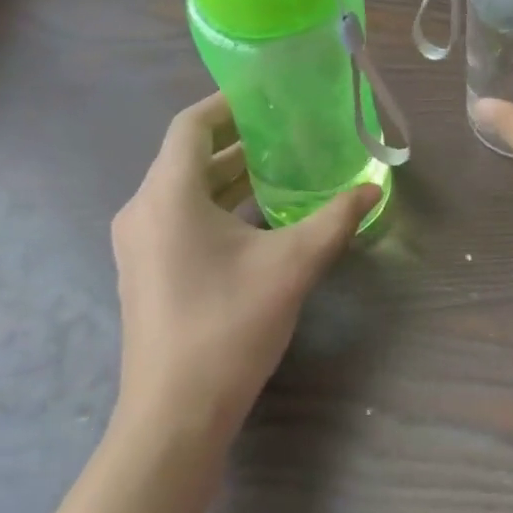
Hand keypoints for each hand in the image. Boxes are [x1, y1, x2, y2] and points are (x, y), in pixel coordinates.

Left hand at [110, 94, 379, 442]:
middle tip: (287, 132)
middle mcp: (143, 210)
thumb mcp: (292, 266)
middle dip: (237, 141)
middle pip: (188, 156)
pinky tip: (259, 219)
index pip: (191, 125)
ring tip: (281, 169)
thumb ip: (335, 220)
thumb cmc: (228, 326)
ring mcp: (139, 244)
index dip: (227, 104)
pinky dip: (216, 206)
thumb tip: (373, 190)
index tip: (267, 96)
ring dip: (229, 175)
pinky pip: (180, 218)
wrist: (174, 415)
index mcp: (167, 195)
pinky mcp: (146, 271)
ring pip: (185, 189)